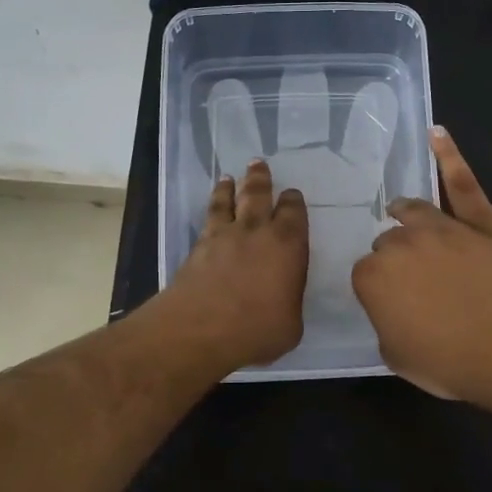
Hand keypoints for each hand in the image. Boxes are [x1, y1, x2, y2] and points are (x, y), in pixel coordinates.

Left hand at [166, 159, 307, 370]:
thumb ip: (289, 302)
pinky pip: (208, 218)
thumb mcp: (291, 324)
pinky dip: (211, 207)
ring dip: (229, 187)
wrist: (201, 328)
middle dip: (260, 178)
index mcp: (288, 245)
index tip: (291, 194)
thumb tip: (283, 300)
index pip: (294, 213)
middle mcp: (257, 231)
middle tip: (258, 163)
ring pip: (228, 201)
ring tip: (228, 177)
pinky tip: (211, 209)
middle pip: (258, 195)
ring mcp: (224, 236)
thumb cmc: (258, 328)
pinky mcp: (198, 247)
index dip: (293, 202)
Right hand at [352, 127, 491, 401]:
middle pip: (390, 242)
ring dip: (407, 215)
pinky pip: (463, 185)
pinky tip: (437, 135)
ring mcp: (444, 228)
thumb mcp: (397, 356)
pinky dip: (450, 157)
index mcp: (373, 276)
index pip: (366, 274)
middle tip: (413, 283)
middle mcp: (402, 243)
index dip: (380, 290)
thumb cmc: (449, 362)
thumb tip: (394, 309)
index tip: (394, 304)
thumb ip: (386, 323)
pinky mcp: (481, 223)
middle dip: (397, 258)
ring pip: (415, 212)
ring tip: (402, 213)